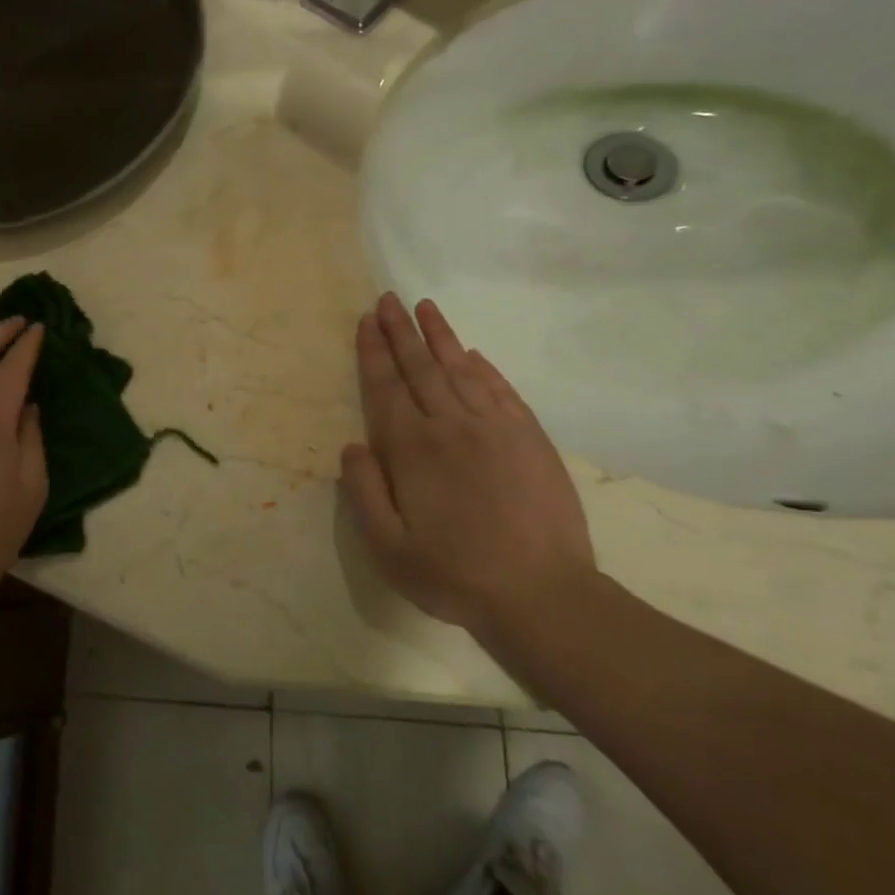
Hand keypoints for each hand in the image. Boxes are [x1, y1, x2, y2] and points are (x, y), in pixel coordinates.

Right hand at [340, 293, 597, 639]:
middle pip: (420, 367)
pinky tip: (472, 354)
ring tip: (424, 307)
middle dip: (400, 331)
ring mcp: (496, 429)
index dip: (373, 352)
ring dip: (440, 336)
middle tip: (387, 299)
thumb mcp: (388, 548)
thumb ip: (364, 493)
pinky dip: (484, 368)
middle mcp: (452, 426)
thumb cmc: (454, 575)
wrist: (542, 595)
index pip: (386, 387)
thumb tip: (352, 446)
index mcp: (413, 449)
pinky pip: (502, 390)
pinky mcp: (531, 439)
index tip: (366, 320)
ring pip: (461, 369)